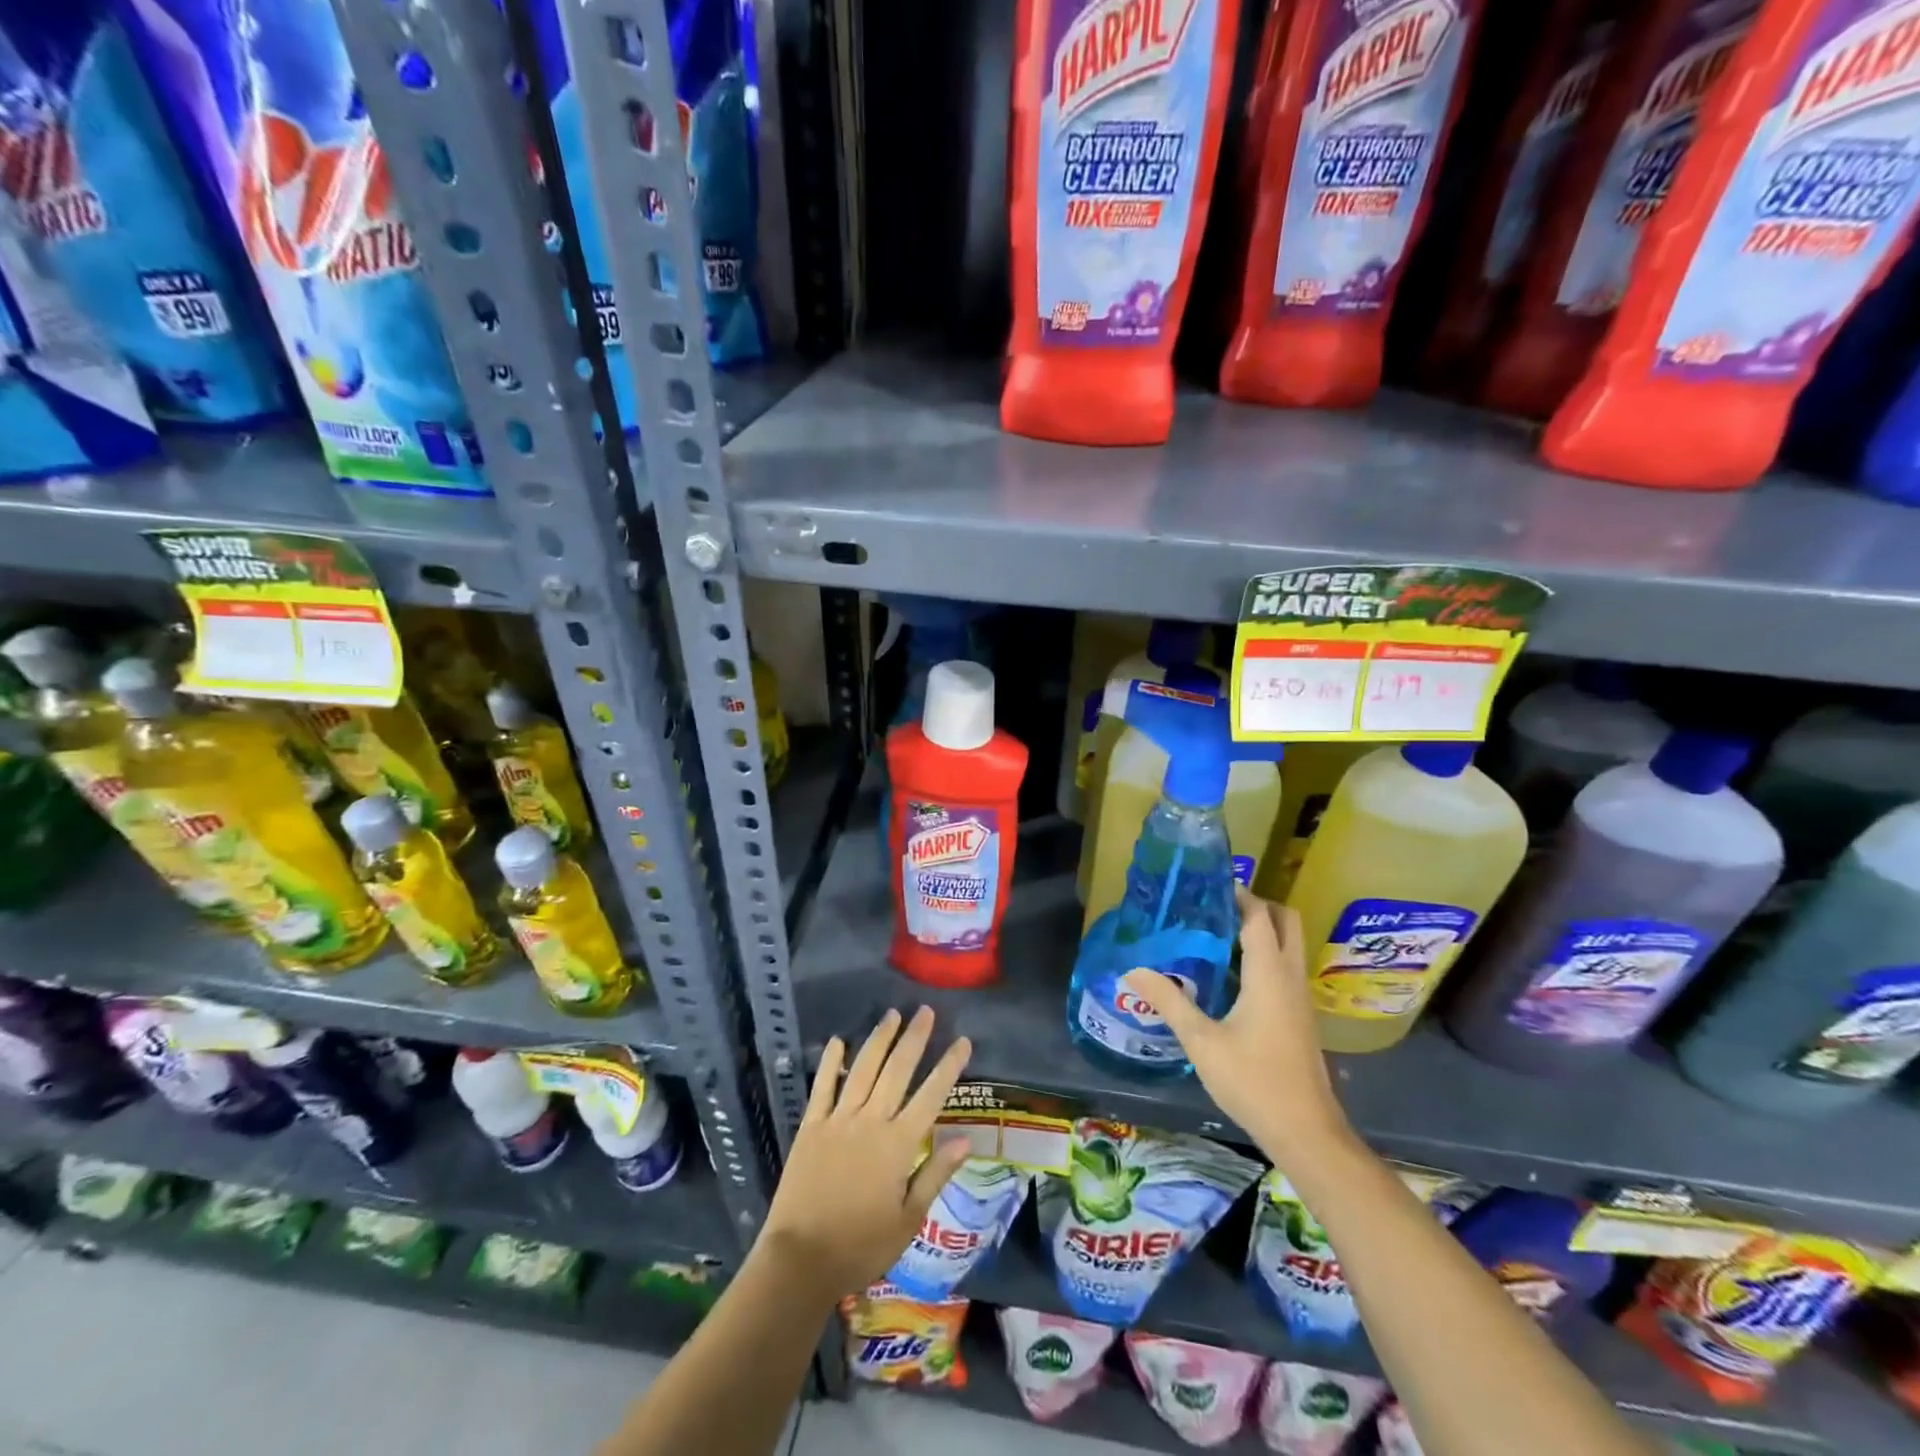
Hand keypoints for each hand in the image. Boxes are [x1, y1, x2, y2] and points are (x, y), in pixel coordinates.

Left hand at [759, 1006, 972, 1301]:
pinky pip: (823, 1086)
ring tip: (892, 1015)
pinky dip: (832, 1062)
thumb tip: (965, 1139)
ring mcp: (838, 1120)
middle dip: (914, 1038)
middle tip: (925, 1011)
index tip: (963, 1041)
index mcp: (898, 1145)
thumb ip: (935, 1174)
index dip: (949, 1066)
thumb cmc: (861, 1247)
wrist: (801, 1260)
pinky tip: (839, 1041)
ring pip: (863, 1069)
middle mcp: (871, 1122)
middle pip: (897, 1070)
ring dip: (879, 1040)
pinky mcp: (811, 1126)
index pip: (931, 1096)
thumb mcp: (908, 1220)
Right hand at [1122, 888, 1351, 1163]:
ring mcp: (1300, 998)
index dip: (1239, 895)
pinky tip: (1232, 974)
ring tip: (1217, 932)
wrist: (1306, 1132)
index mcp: (1269, 974)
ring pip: (1289, 945)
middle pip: (1286, 922)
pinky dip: (1265, 954)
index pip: (1259, 917)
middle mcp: (1290, 977)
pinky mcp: (1300, 1017)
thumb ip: (1169, 1001)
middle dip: (1258, 905)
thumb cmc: (1253, 1081)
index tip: (1209, 883)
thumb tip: (1133, 969)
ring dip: (1262, 929)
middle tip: (1217, 905)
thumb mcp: (1201, 1041)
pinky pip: (1285, 967)